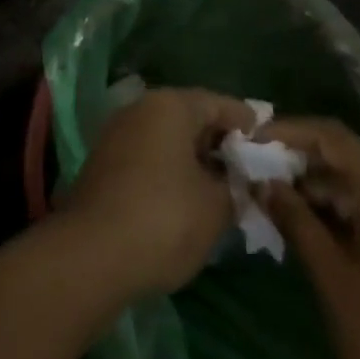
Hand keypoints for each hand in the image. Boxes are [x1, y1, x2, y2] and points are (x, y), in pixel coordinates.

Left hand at [62, 87, 254, 298]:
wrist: (91, 254)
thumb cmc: (164, 219)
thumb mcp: (215, 208)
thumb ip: (235, 187)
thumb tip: (240, 182)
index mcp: (171, 105)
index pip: (219, 103)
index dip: (247, 125)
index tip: (268, 146)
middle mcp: (142, 107)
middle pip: (191, 117)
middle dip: (220, 144)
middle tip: (247, 172)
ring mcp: (118, 133)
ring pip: (168, 138)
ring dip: (194, 159)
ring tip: (221, 190)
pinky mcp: (104, 162)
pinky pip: (149, 156)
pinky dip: (171, 171)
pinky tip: (186, 201)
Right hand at [260, 119, 359, 358]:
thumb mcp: (330, 278)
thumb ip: (295, 220)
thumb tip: (263, 182)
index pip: (336, 139)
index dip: (291, 131)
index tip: (253, 139)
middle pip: (349, 161)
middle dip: (301, 161)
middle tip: (257, 170)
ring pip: (359, 190)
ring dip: (317, 191)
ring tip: (273, 200)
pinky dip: (338, 215)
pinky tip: (306, 229)